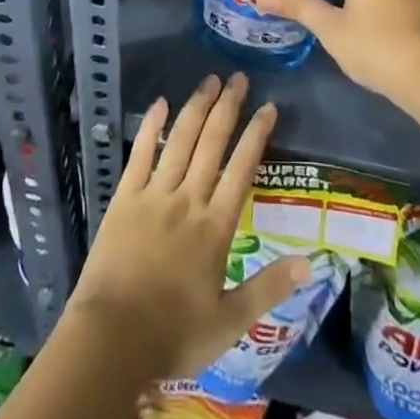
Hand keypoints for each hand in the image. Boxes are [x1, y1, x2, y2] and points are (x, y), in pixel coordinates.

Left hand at [68, 73, 312, 381]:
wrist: (110, 341)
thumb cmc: (173, 335)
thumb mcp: (229, 322)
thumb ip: (268, 288)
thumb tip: (309, 262)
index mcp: (215, 227)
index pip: (242, 169)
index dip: (256, 135)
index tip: (268, 106)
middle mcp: (188, 200)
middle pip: (212, 143)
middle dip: (228, 107)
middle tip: (238, 77)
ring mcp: (154, 195)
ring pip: (180, 140)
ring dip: (196, 107)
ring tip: (209, 80)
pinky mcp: (125, 198)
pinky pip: (140, 154)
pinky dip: (151, 127)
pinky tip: (160, 103)